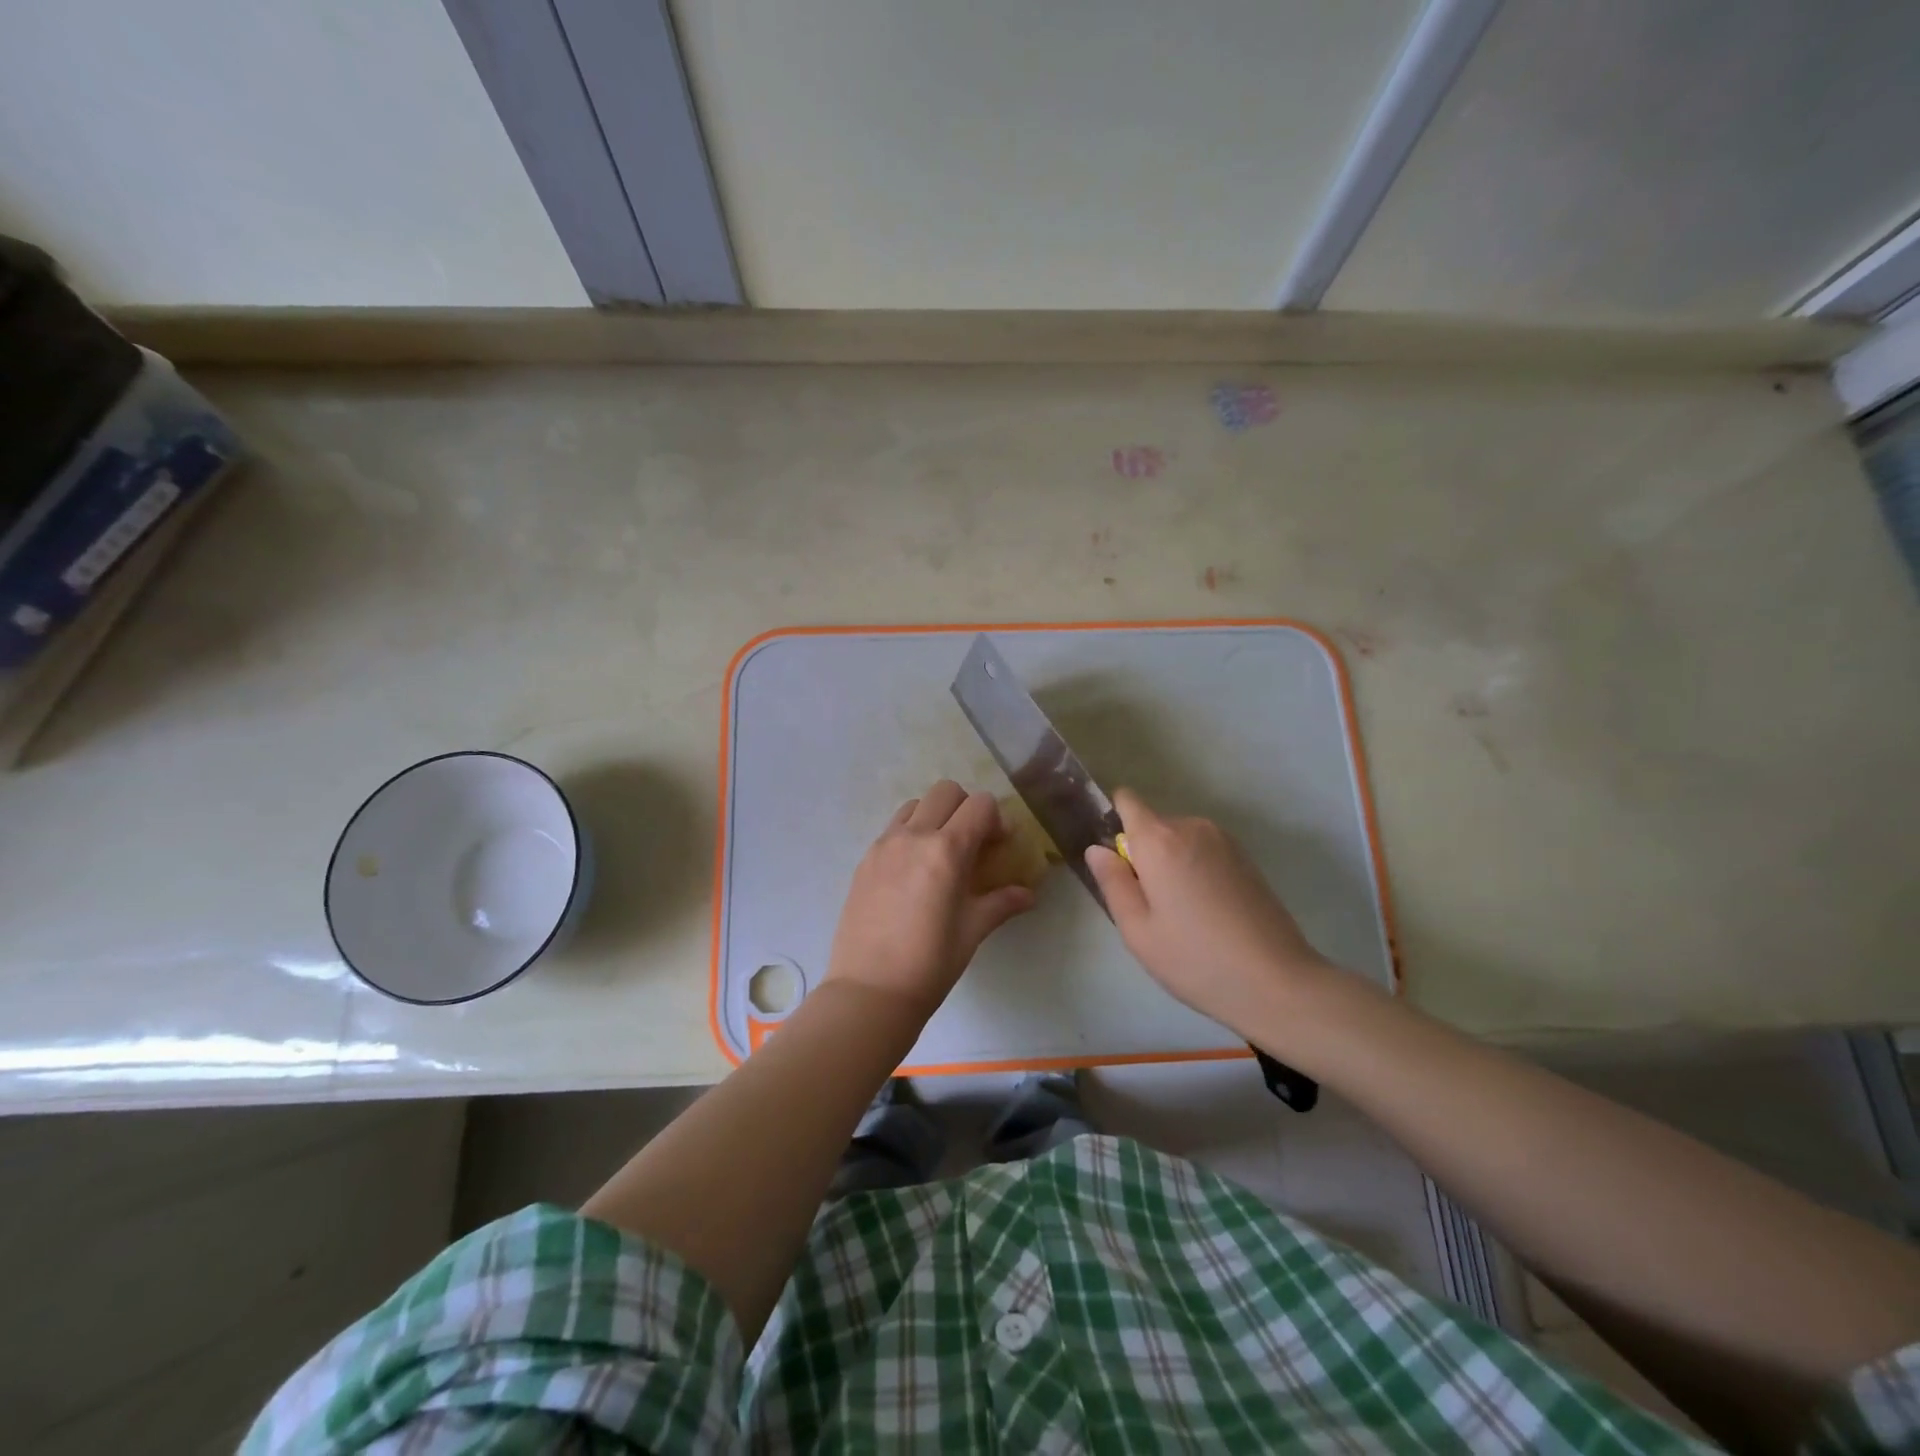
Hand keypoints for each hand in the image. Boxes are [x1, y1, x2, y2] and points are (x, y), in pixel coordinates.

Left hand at [825, 780, 1034, 1019]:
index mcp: (946, 850)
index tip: (998, 846)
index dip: (996, 819)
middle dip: (966, 807)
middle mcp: (913, 836)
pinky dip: (910, 834)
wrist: (870, 990)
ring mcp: (884, 845)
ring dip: (934, 816)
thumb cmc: (931, 963)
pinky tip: (913, 872)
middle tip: (972, 843)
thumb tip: (1028, 894)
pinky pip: (892, 829)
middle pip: (946, 791)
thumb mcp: (973, 930)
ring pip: (915, 805)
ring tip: (940, 853)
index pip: (980, 805)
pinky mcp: (865, 859)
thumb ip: (1001, 902)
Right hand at [1086, 788, 1334, 1038]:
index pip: (1127, 800)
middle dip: (1143, 854)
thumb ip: (1112, 882)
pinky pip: (1203, 851)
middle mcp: (1192, 827)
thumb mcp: (1138, 930)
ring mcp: (1224, 840)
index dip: (1114, 821)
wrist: (1277, 982)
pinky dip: (1195, 870)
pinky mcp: (1246, 858)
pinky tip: (1207, 913)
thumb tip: (1097, 849)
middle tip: (1148, 905)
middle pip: (1152, 825)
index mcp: (1159, 840)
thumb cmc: (1195, 959)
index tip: (1114, 860)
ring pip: (1179, 840)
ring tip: (1181, 914)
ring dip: (1171, 863)